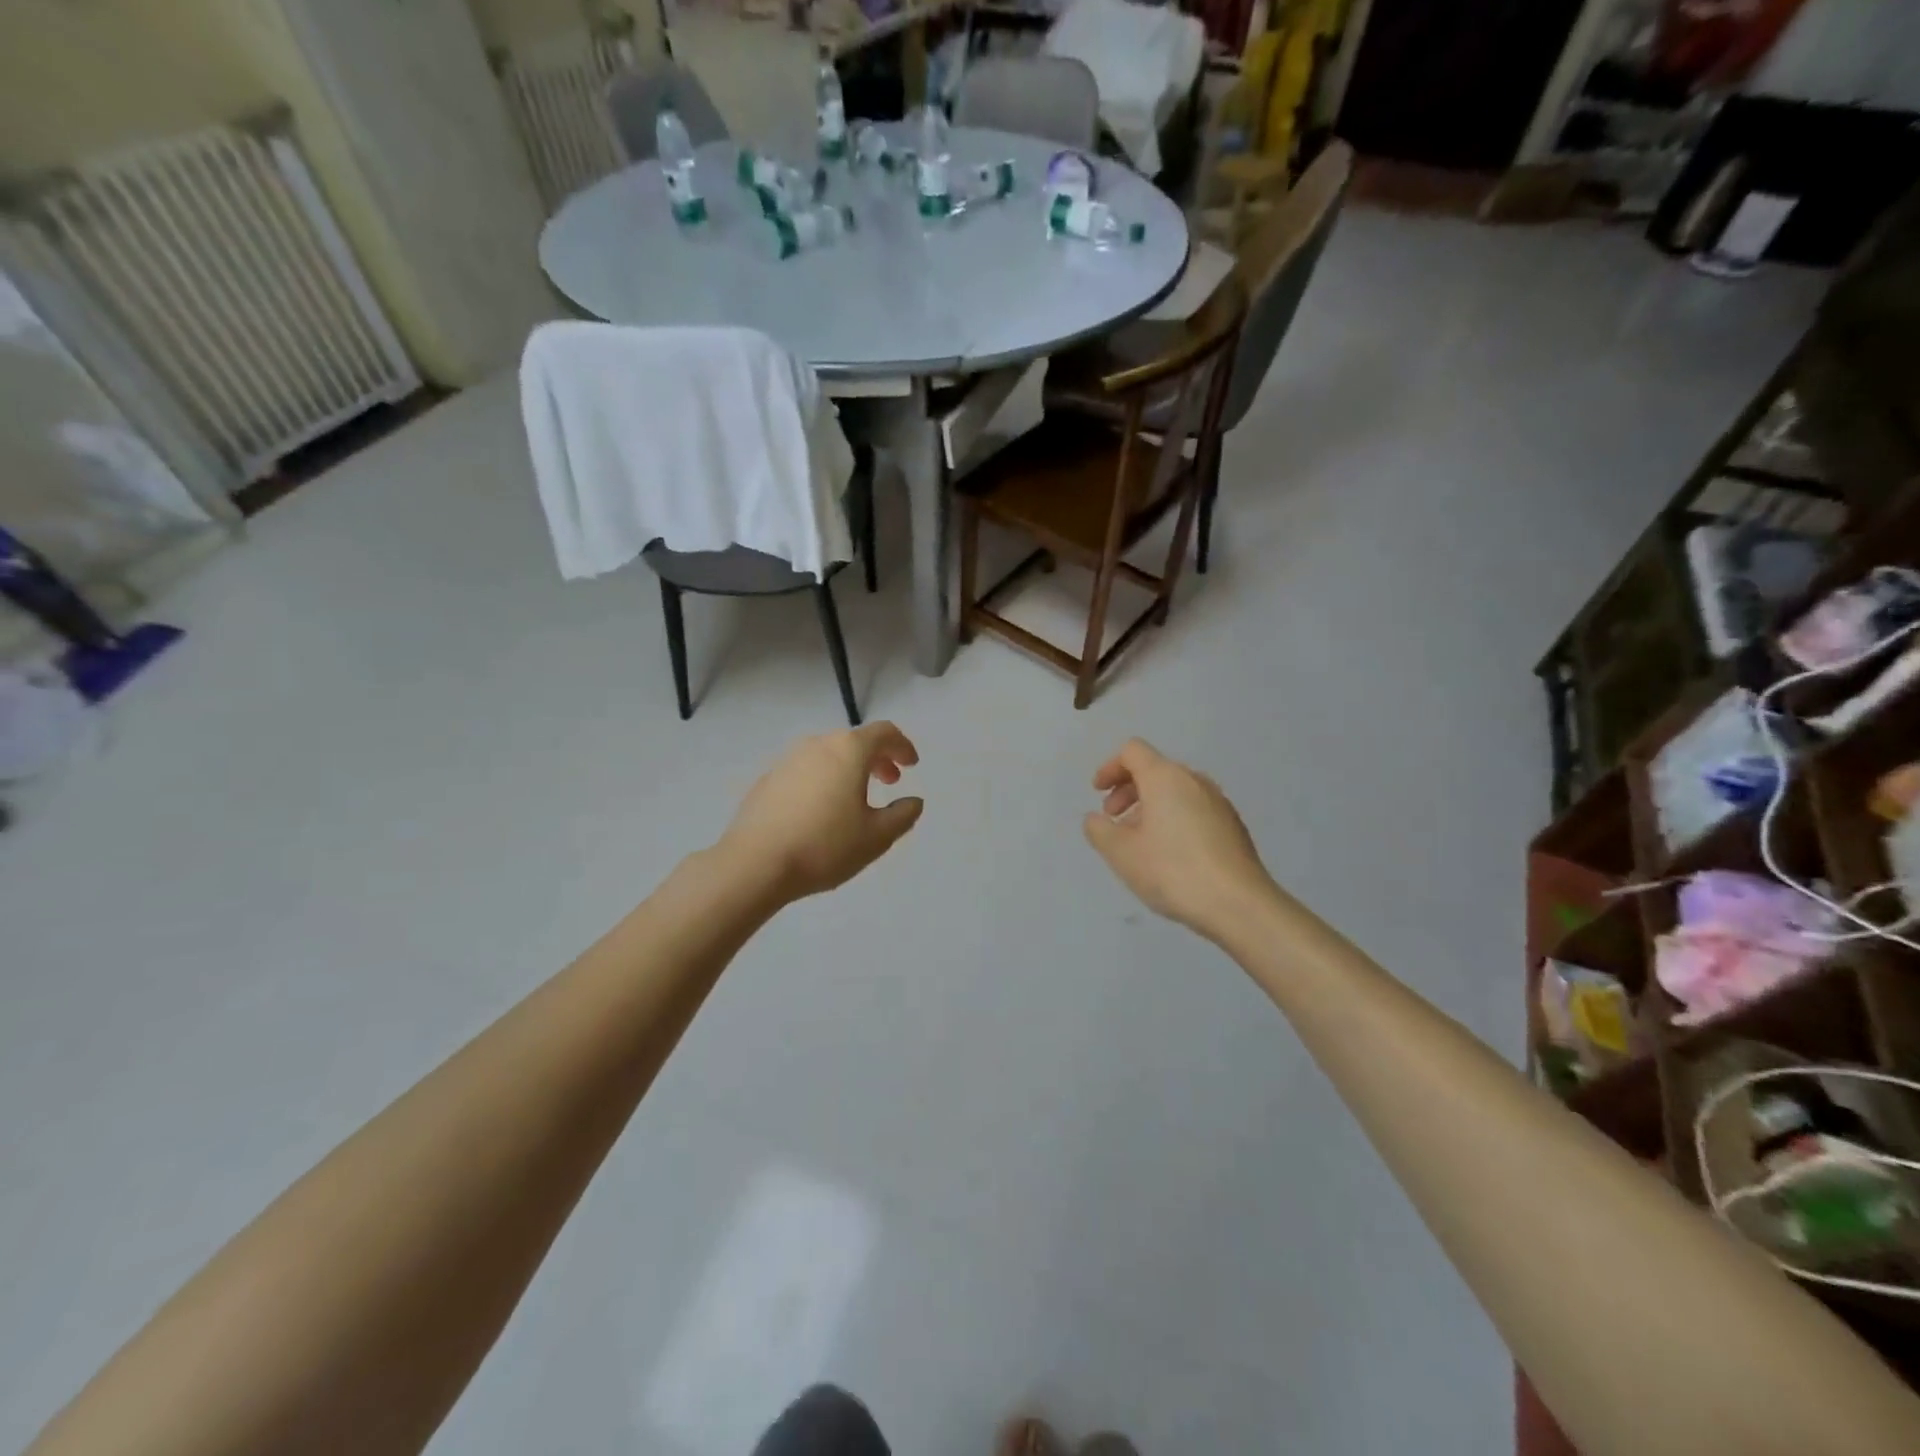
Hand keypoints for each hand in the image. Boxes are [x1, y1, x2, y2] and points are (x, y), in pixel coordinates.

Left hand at [718, 723, 923, 900]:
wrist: (755, 864)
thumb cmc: (825, 846)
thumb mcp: (877, 837)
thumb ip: (902, 815)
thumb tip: (913, 802)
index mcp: (848, 750)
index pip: (883, 732)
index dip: (902, 745)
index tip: (911, 765)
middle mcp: (817, 745)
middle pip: (854, 741)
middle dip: (877, 758)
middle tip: (889, 781)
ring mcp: (787, 760)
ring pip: (828, 755)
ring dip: (849, 769)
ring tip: (856, 798)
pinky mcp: (767, 780)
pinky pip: (806, 771)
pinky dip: (823, 781)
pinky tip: (821, 811)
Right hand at [1083, 739, 1275, 939]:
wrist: (1239, 904)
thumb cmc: (1173, 871)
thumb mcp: (1121, 853)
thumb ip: (1099, 830)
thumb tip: (1095, 819)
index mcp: (1165, 778)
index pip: (1132, 751)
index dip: (1109, 767)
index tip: (1097, 793)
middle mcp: (1194, 781)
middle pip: (1155, 769)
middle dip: (1128, 789)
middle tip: (1113, 819)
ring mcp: (1218, 802)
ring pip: (1175, 791)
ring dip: (1150, 806)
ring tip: (1138, 841)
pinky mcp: (1233, 826)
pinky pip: (1194, 808)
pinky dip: (1173, 818)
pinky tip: (1169, 854)